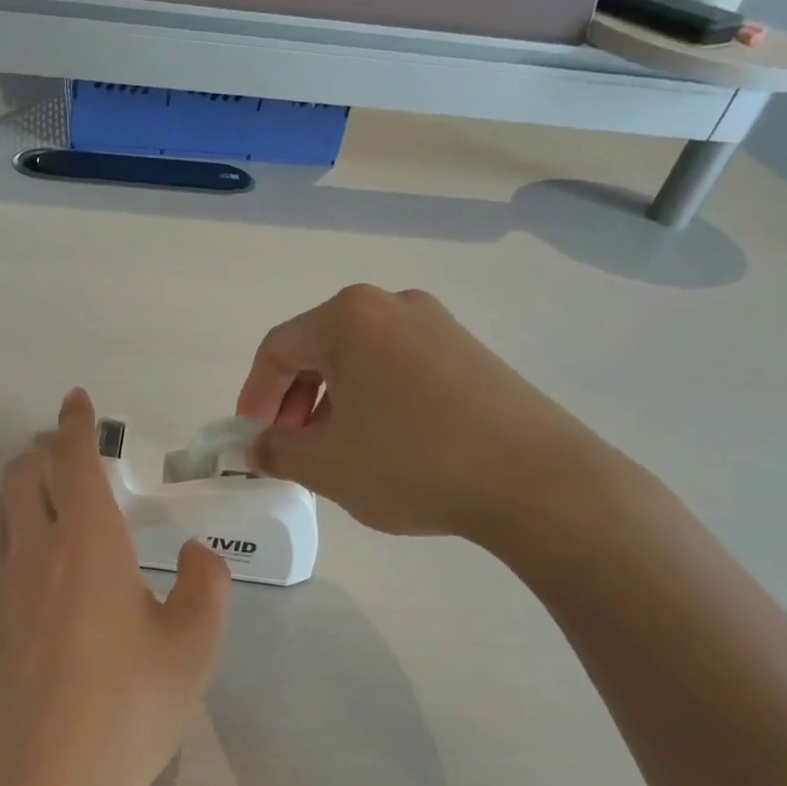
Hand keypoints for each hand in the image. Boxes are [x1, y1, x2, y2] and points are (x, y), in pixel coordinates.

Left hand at [0, 388, 230, 785]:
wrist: (50, 783)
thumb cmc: (131, 707)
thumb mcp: (193, 645)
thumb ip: (205, 585)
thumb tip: (196, 553)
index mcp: (88, 544)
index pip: (74, 462)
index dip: (75, 425)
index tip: (76, 399)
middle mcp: (37, 552)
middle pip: (23, 476)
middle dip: (42, 448)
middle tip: (66, 446)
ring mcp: (5, 589)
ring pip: (3, 511)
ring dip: (21, 484)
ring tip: (45, 486)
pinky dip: (12, 526)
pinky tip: (32, 554)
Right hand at [236, 285, 617, 541]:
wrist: (535, 481)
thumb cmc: (413, 463)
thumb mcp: (326, 465)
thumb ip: (276, 451)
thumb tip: (256, 447)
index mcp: (348, 318)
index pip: (277, 349)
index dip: (254, 397)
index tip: (251, 439)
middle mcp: (391, 305)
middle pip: (318, 348)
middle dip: (293, 401)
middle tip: (290, 449)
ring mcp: (437, 325)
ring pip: (359, 360)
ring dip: (331, 403)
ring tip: (335, 452)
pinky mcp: (469, 352)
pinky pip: (397, 368)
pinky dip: (372, 400)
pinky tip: (383, 444)